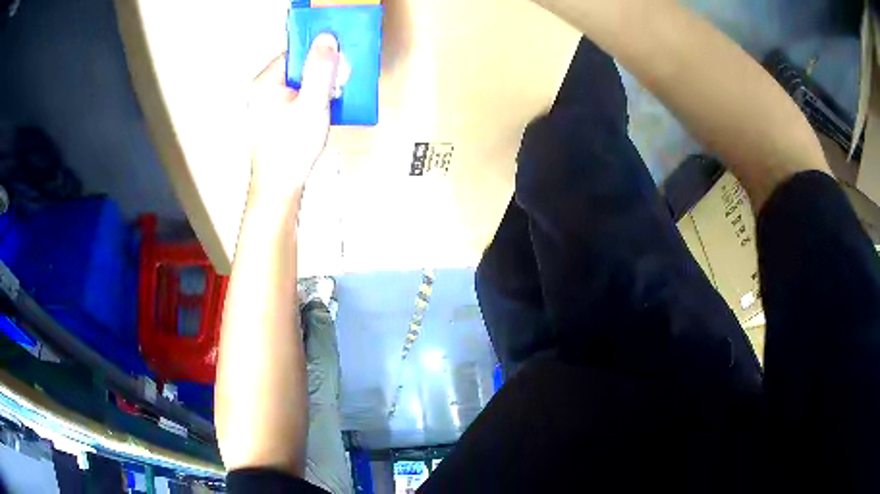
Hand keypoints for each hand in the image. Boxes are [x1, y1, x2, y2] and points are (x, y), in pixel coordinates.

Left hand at [248, 33, 339, 204]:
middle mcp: (263, 90)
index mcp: (265, 82)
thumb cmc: (290, 150)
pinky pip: (299, 96)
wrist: (279, 188)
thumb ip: (320, 70)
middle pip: (299, 66)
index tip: (337, 62)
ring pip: (301, 82)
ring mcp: (268, 103)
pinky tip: (321, 112)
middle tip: (335, 88)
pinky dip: (313, 100)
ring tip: (329, 102)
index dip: (319, 54)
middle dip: (322, 74)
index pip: (296, 52)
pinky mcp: (275, 116)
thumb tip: (326, 40)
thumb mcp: (312, 105)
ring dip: (320, 88)